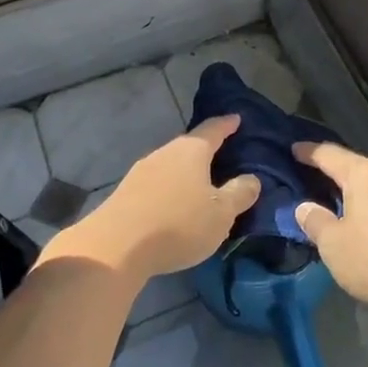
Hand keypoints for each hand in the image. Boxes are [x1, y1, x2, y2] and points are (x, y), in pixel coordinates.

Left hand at [64, 115, 259, 284]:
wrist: (115, 247)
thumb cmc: (178, 224)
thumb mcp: (221, 213)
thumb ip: (240, 193)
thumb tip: (251, 179)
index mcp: (191, 150)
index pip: (214, 129)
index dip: (227, 124)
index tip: (236, 119)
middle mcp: (165, 153)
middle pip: (190, 146)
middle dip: (207, 151)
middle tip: (224, 157)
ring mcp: (142, 172)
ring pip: (172, 166)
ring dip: (187, 173)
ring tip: (201, 186)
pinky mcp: (126, 194)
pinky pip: (157, 184)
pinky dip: (170, 189)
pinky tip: (175, 206)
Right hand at [294, 142, 367, 312]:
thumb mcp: (333, 244)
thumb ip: (315, 221)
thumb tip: (304, 207)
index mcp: (364, 173)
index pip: (329, 154)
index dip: (309, 152)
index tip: (293, 149)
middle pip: (354, 166)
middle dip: (332, 171)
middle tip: (309, 176)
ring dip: (353, 191)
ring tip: (333, 199)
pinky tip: (362, 221)